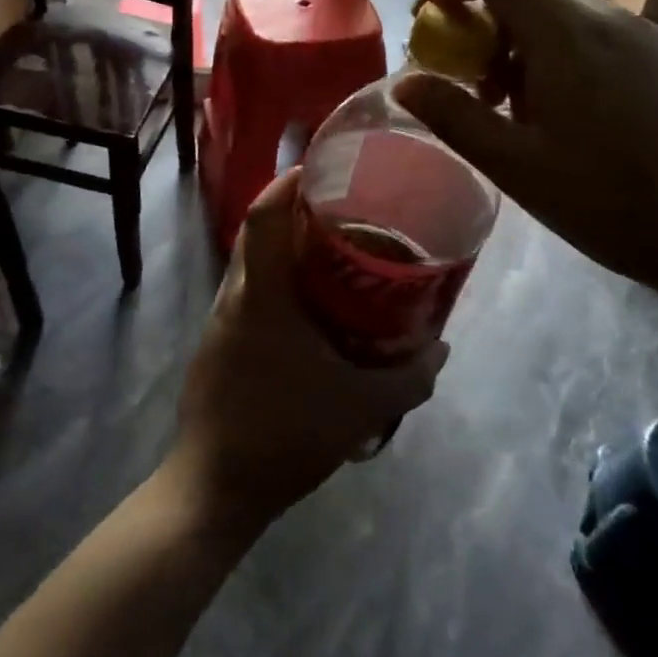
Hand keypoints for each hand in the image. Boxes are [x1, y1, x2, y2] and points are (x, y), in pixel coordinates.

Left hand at [168, 171, 447, 534]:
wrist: (214, 489)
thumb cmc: (285, 435)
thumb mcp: (362, 408)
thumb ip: (410, 376)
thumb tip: (443, 346)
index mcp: (261, 295)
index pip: (264, 215)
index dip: (288, 182)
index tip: (322, 167)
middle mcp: (234, 296)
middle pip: (258, 232)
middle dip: (295, 212)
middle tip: (344, 211)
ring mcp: (220, 321)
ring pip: (252, 265)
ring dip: (287, 250)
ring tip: (334, 256)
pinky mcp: (217, 345)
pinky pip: (249, 295)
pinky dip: (278, 285)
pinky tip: (310, 312)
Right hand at [394, 0, 657, 305]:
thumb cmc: (617, 202)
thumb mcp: (518, 166)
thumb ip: (454, 117)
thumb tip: (405, 82)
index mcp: (567, 33)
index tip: (426, 25)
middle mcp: (610, 19)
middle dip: (482, 30)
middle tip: (469, 91)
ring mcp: (649, 39)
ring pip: (563, 21)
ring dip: (521, 53)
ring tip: (518, 119)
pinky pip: (598, 43)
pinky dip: (560, 64)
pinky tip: (571, 127)